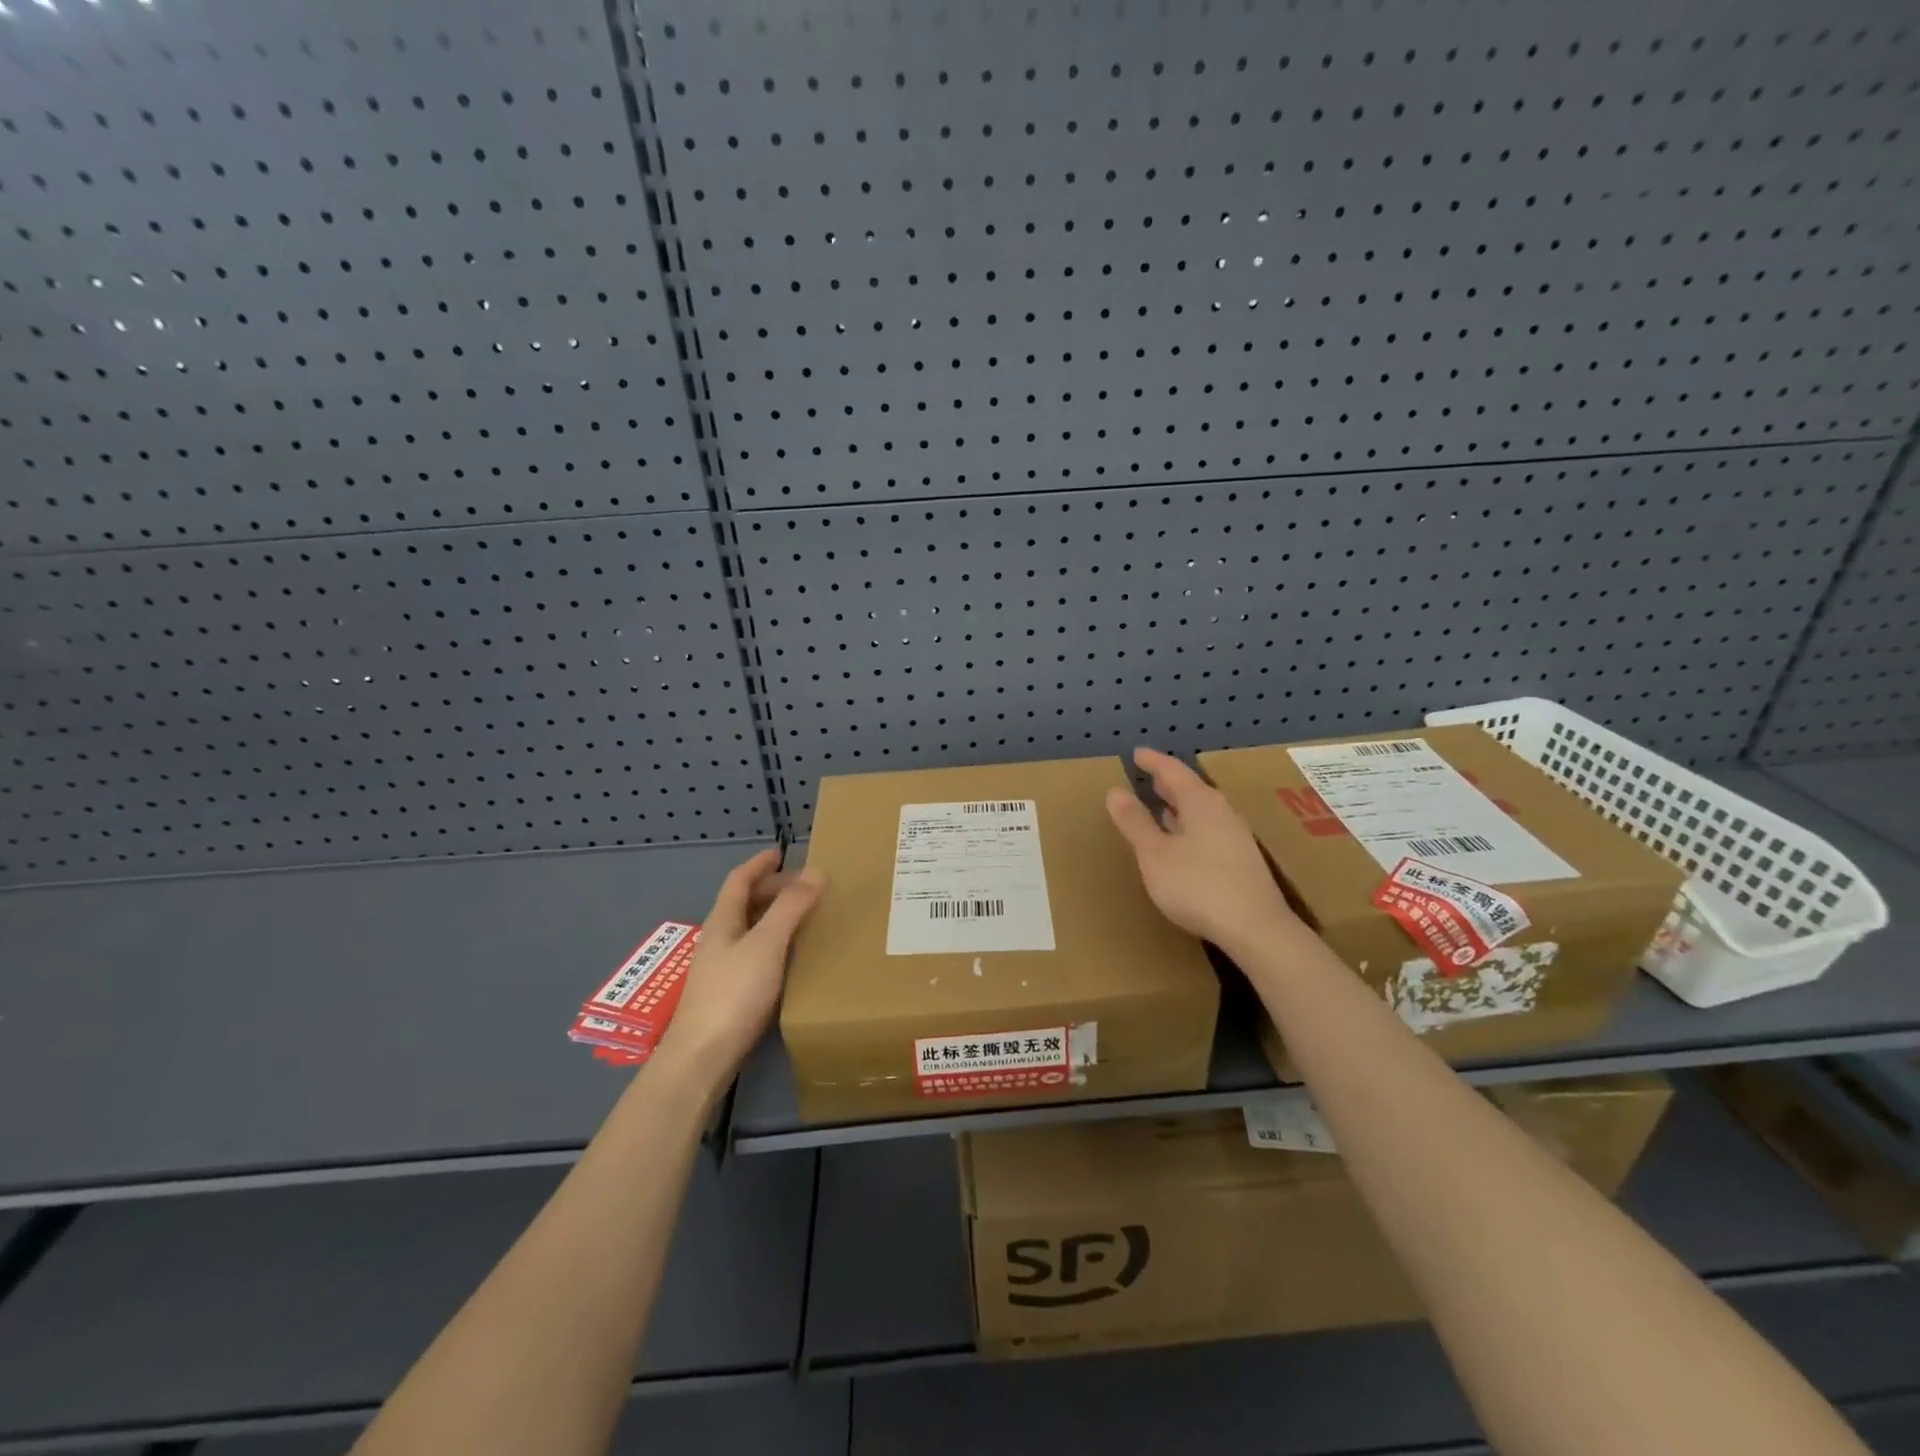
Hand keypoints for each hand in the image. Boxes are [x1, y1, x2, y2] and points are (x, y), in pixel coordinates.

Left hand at [653, 848, 823, 1085]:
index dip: (758, 864)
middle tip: (805, 885)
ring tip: (805, 915)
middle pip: (743, 904)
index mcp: (722, 922)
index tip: (780, 852)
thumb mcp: (766, 944)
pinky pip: (755, 955)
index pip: (738, 881)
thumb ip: (790, 908)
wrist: (702, 1058)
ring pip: (750, 930)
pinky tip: (792, 957)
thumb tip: (815, 872)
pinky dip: (775, 943)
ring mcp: (722, 969)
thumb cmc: (733, 994)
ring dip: (774, 916)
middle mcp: (719, 940)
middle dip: (771, 889)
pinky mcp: (730, 995)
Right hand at [1106, 747, 1299, 950]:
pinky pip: (1208, 829)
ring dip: (1179, 806)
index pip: (1173, 770)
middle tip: (1147, 776)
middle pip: (1191, 789)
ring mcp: (1235, 836)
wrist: (1256, 928)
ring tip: (1160, 806)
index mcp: (1200, 802)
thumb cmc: (1198, 885)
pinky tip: (1182, 842)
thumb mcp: (1155, 854)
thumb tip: (1115, 791)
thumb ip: (1134, 822)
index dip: (1152, 761)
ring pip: (1201, 810)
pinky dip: (1189, 826)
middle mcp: (1222, 812)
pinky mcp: (1241, 859)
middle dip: (1167, 783)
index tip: (1136, 753)